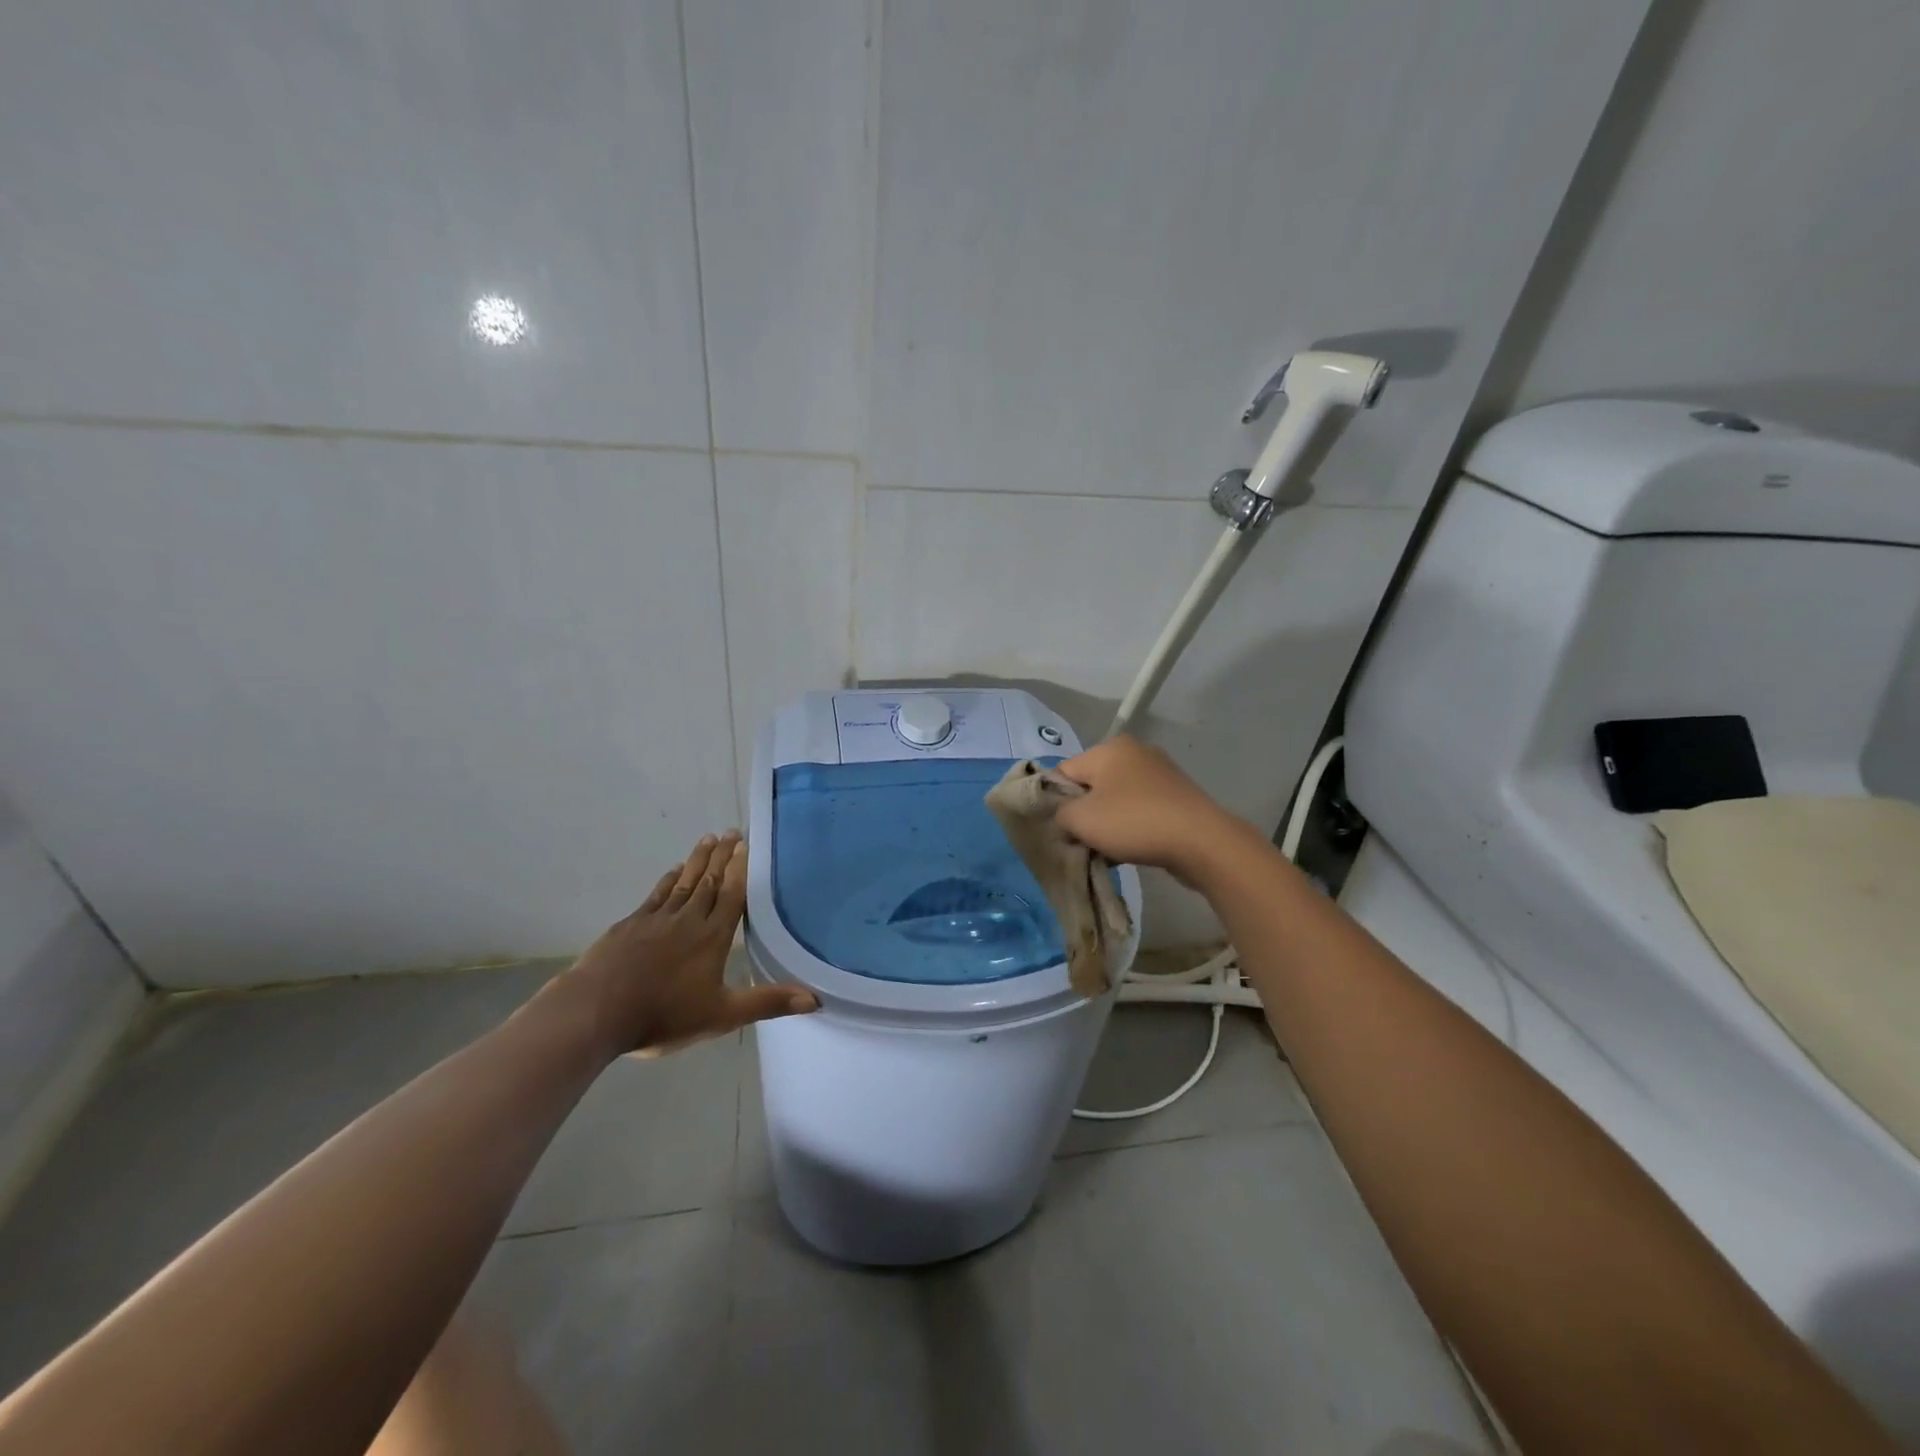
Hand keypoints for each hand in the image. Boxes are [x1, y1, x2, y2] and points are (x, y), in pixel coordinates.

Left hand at [563, 832, 817, 1055]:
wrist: (595, 1013)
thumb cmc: (663, 1015)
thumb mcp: (723, 1015)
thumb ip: (768, 1002)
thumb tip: (816, 999)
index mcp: (713, 937)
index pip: (732, 895)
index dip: (740, 869)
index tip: (745, 844)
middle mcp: (688, 920)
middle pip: (709, 881)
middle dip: (722, 856)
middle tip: (731, 832)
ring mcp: (656, 920)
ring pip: (684, 882)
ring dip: (698, 860)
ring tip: (708, 839)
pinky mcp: (630, 925)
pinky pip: (656, 895)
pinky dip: (668, 880)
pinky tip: (673, 871)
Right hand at [1054, 736, 1245, 883]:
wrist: (1201, 842)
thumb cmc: (1134, 822)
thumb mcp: (1080, 819)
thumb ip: (1059, 813)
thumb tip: (1064, 816)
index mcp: (1109, 748)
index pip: (1064, 772)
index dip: (1055, 802)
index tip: (1059, 830)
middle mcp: (1135, 752)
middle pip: (1091, 785)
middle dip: (1083, 813)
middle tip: (1081, 842)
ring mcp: (1159, 773)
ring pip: (1116, 799)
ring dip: (1106, 823)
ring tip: (1107, 850)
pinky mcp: (1176, 795)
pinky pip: (1139, 809)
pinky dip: (1130, 826)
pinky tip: (1130, 849)